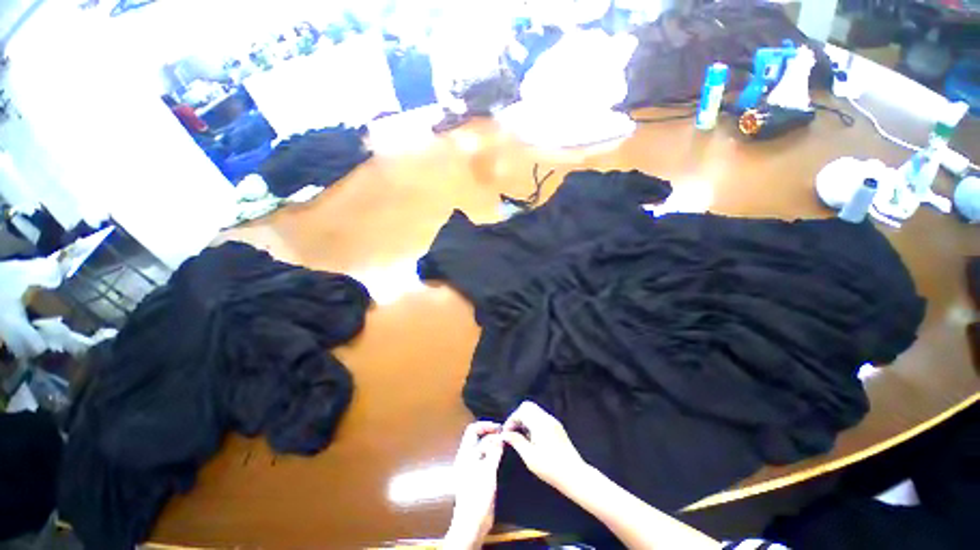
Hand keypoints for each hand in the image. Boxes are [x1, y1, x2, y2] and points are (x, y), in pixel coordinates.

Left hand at [444, 421, 504, 549]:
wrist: (472, 522)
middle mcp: (467, 458)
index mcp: (465, 454)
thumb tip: (499, 436)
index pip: (472, 430)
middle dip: (490, 434)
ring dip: (493, 444)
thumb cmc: (477, 494)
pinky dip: (493, 454)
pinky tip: (503, 457)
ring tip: (506, 443)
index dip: (485, 426)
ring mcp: (472, 467)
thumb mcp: (488, 470)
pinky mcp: (478, 476)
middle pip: (477, 438)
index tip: (499, 428)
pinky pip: (486, 458)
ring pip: (482, 448)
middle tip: (504, 435)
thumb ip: (493, 452)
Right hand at [501, 401, 586, 491]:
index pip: (521, 410)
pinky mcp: (558, 428)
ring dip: (525, 420)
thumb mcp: (529, 457)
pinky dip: (533, 423)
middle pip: (528, 406)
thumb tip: (504, 434)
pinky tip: (532, 439)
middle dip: (518, 417)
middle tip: (513, 432)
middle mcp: (547, 418)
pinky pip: (541, 418)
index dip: (511, 420)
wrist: (574, 476)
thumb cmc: (550, 468)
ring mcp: (554, 422)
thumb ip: (516, 442)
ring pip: (535, 411)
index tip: (507, 434)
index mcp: (540, 423)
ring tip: (522, 438)